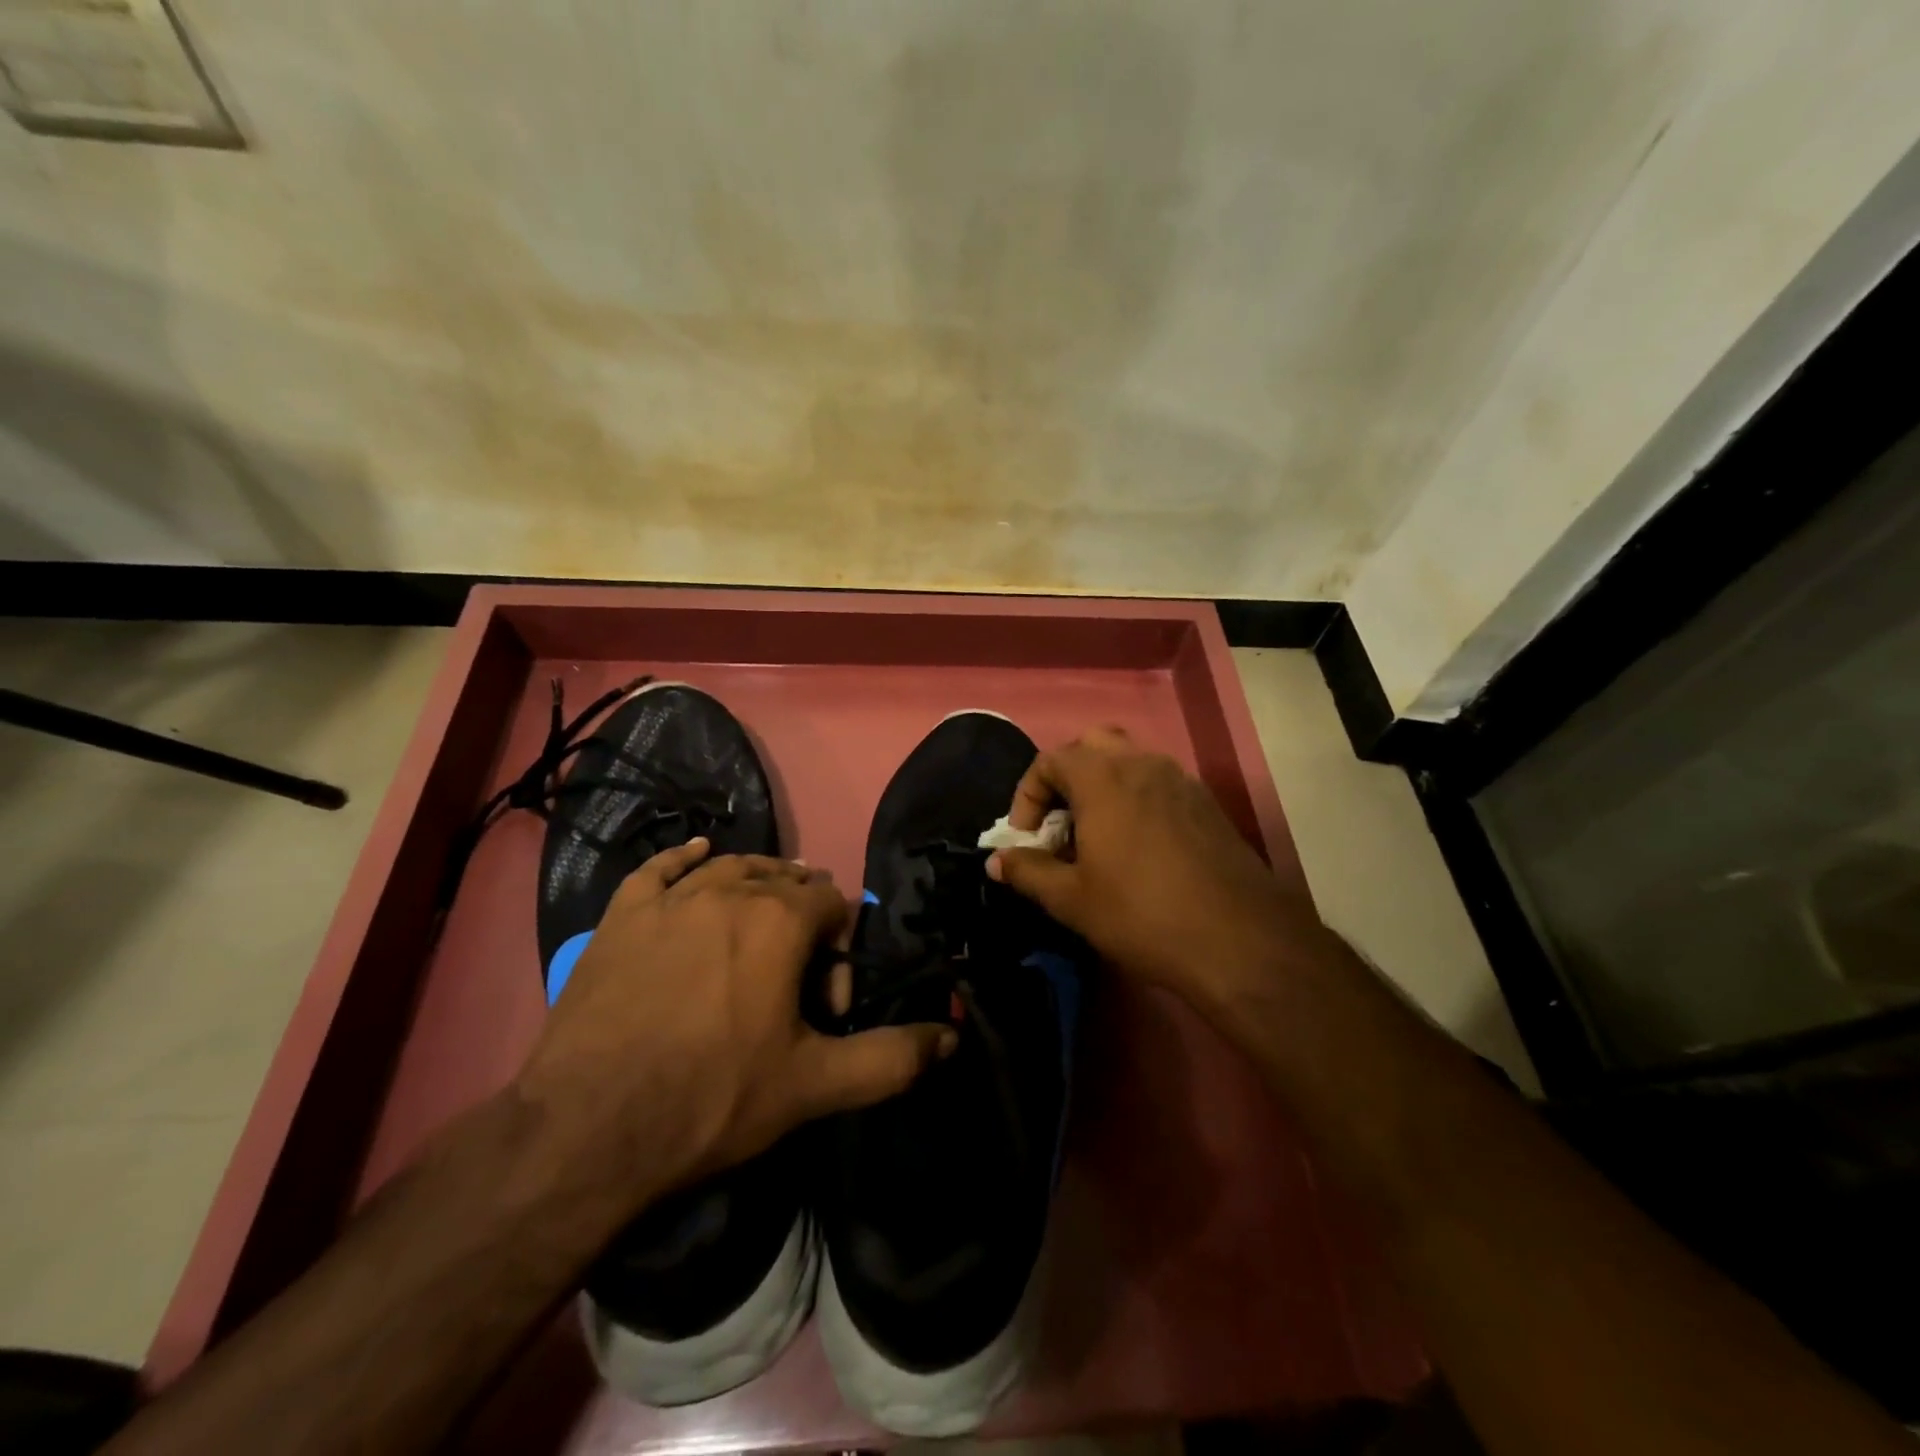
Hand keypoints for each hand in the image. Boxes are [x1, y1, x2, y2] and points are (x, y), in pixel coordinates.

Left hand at [515, 841, 953, 1207]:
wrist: (587, 1130)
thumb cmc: (712, 1099)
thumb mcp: (815, 1085)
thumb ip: (892, 1058)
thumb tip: (952, 1035)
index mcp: (781, 920)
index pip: (832, 906)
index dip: (840, 951)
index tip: (824, 1007)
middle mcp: (730, 890)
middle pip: (785, 882)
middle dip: (800, 922)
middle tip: (790, 982)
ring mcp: (671, 898)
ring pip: (730, 868)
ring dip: (756, 886)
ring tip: (760, 919)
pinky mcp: (622, 915)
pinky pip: (661, 868)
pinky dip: (686, 858)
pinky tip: (697, 855)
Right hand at [986, 727, 1306, 1012]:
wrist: (1240, 940)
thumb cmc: (1142, 914)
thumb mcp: (1072, 900)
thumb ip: (1029, 871)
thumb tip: (997, 861)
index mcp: (1103, 778)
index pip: (1050, 760)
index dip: (1028, 795)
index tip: (1028, 838)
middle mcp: (1142, 764)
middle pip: (1092, 746)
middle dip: (1067, 779)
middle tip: (1061, 825)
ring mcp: (1181, 780)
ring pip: (1129, 762)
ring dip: (1103, 788)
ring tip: (1097, 839)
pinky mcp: (1207, 804)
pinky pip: (1158, 784)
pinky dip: (1136, 800)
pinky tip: (1139, 850)